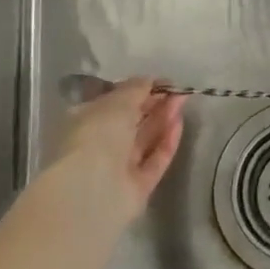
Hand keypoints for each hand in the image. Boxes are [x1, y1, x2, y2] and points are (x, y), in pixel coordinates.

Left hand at [46, 78, 185, 226]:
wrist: (93, 188)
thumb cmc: (98, 135)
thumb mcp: (117, 102)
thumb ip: (136, 88)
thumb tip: (150, 80)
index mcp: (87, 122)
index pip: (115, 103)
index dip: (138, 90)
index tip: (161, 82)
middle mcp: (101, 144)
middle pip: (133, 121)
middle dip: (155, 104)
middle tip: (177, 91)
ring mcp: (120, 167)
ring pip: (145, 139)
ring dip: (163, 119)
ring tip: (182, 101)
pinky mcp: (138, 186)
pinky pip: (155, 160)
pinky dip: (167, 142)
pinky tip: (179, 124)